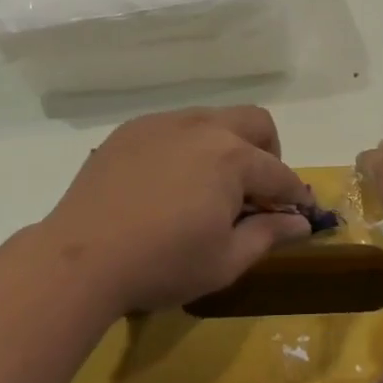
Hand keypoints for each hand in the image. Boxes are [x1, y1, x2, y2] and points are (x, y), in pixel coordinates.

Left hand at [41, 107, 314, 316]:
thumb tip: (300, 223)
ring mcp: (165, 123)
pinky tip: (169, 181)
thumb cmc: (162, 264)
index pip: (279, 173)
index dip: (294, 195)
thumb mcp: (225, 261)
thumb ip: (268, 234)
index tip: (299, 213)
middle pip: (255, 122)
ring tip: (210, 185)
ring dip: (227, 144)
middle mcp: (204, 127)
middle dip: (268, 152)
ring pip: (214, 118)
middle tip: (256, 191)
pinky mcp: (133, 129)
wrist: (81, 258)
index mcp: (233, 158)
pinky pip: (175, 126)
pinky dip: (188, 146)